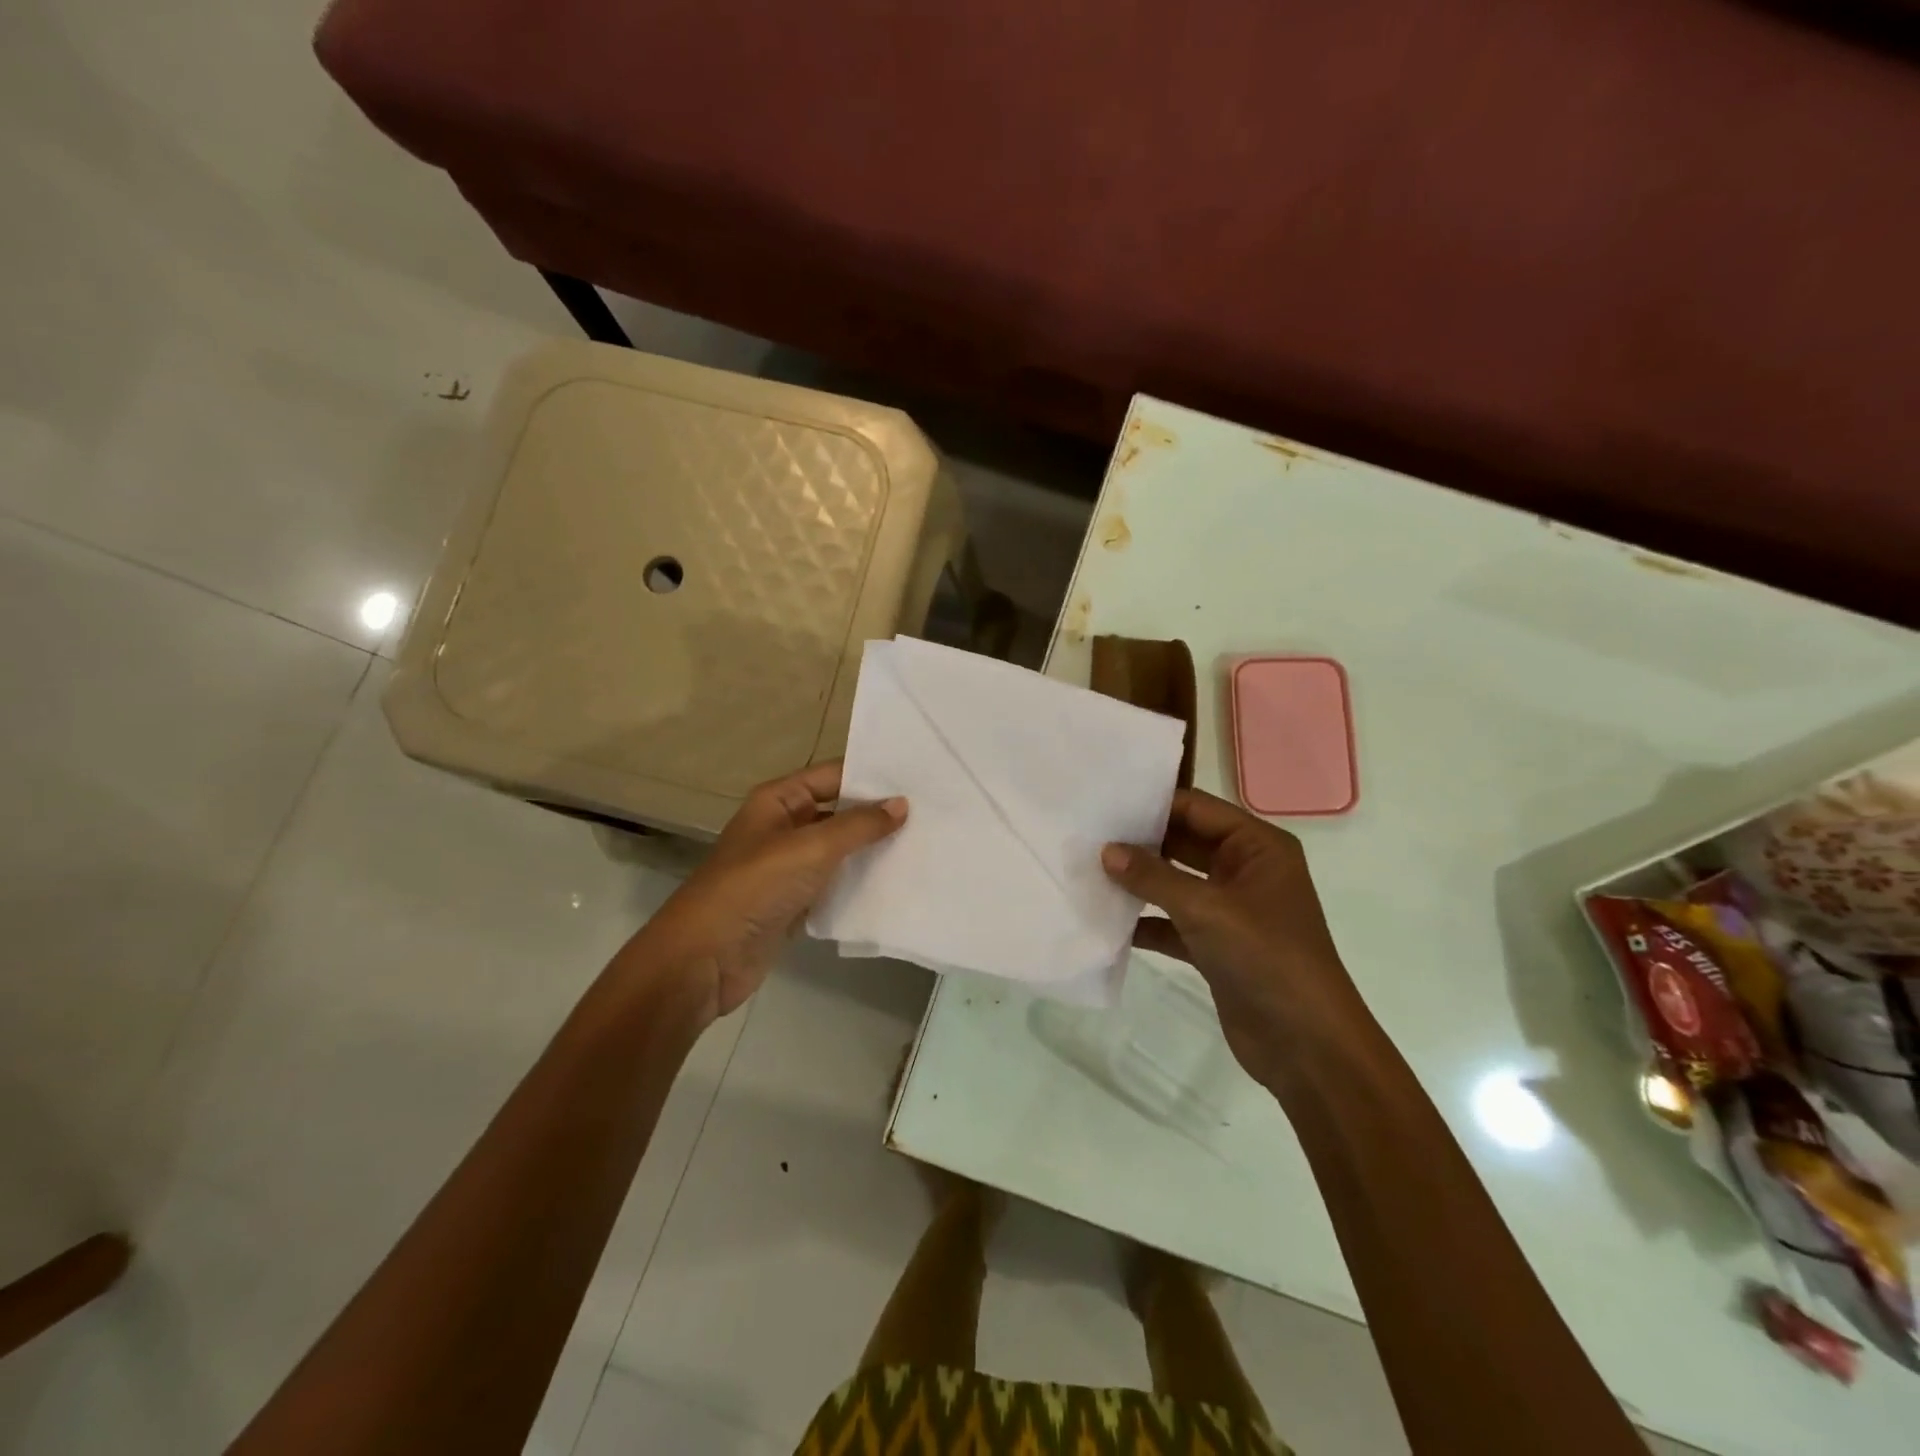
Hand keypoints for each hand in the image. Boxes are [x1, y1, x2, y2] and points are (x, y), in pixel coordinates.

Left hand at [632, 762, 904, 1017]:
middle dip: (879, 814)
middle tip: (932, 812)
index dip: (872, 775)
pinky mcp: (796, 901)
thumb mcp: (810, 847)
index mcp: (779, 800)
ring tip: (925, 844)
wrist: (705, 959)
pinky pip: (836, 883)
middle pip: (839, 811)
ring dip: (873, 850)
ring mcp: (790, 866)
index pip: (833, 775)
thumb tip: (902, 804)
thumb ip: (858, 825)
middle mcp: (785, 826)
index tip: (919, 777)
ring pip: (840, 849)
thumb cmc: (754, 887)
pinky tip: (898, 882)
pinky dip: (861, 883)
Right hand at [1101, 789, 1370, 1083]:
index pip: (1197, 809)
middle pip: (1183, 842)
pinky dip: (1144, 921)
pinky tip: (1105, 920)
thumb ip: (1153, 877)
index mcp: (1257, 847)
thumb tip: (1106, 851)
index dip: (1152, 804)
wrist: (1307, 1046)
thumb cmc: (1266, 958)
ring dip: (1138, 881)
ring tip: (1087, 870)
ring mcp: (1230, 910)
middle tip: (1087, 834)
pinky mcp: (1215, 945)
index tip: (1103, 802)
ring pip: (1175, 883)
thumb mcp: (1206, 909)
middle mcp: (1245, 870)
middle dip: (1139, 841)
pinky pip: (1172, 922)